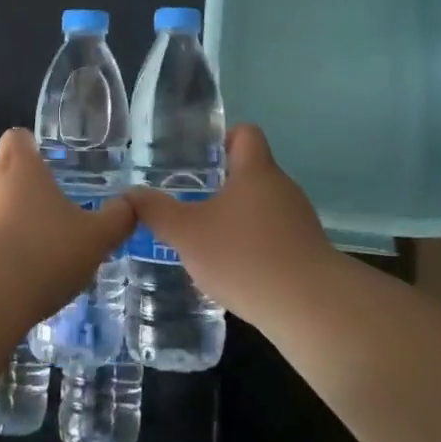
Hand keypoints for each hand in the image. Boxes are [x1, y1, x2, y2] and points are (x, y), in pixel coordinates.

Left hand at [0, 128, 133, 319]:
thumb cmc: (45, 252)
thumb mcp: (95, 238)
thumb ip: (117, 219)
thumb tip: (133, 204)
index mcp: (21, 166)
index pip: (18, 137)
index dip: (31, 147)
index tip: (46, 166)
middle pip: (2, 170)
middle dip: (20, 186)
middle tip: (48, 213)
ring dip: (4, 219)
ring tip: (31, 250)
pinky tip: (9, 275)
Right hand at [123, 124, 341, 322]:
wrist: (310, 308)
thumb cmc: (245, 256)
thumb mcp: (187, 234)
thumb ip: (156, 212)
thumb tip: (130, 195)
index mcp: (256, 171)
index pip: (246, 133)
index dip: (223, 138)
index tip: (200, 158)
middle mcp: (282, 187)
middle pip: (253, 171)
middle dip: (223, 185)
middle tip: (192, 202)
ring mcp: (300, 220)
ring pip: (263, 207)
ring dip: (239, 218)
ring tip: (209, 240)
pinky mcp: (308, 252)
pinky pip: (276, 236)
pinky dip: (256, 245)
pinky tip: (236, 271)